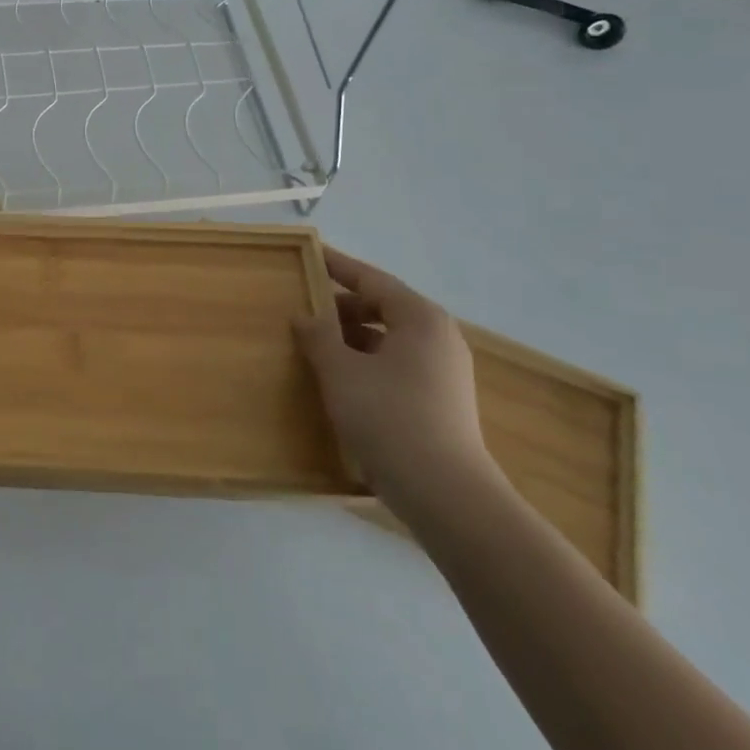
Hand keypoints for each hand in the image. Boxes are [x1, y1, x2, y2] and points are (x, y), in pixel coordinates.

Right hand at [292, 247, 496, 517]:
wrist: (446, 495)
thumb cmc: (389, 417)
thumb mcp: (341, 371)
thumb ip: (318, 336)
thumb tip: (304, 316)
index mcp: (420, 318)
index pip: (372, 279)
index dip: (337, 266)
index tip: (310, 254)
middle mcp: (438, 337)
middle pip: (382, 307)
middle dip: (342, 307)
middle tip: (304, 307)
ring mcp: (444, 371)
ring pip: (389, 338)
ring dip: (352, 337)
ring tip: (315, 344)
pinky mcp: (441, 400)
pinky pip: (396, 364)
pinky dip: (367, 361)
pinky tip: (340, 378)